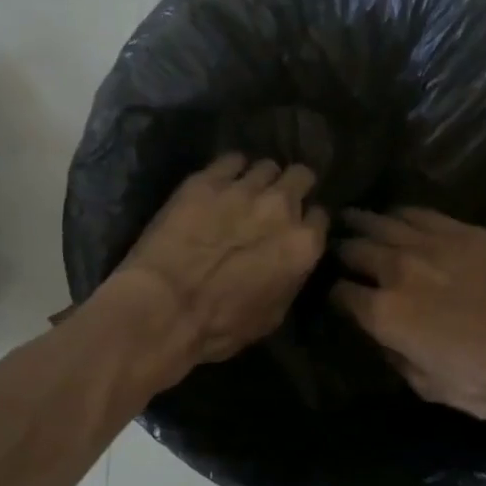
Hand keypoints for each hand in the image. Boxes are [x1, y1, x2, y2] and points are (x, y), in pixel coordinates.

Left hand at [109, 154, 328, 381]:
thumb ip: (290, 278)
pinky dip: (230, 169)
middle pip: (300, 177)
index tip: (293, 229)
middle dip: (292, 187)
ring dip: (260, 178)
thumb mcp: (272, 315)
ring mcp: (244, 188)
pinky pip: (231, 159)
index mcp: (303, 245)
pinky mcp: (206, 180)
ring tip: (245, 191)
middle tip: (275, 202)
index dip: (306, 221)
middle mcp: (282, 207)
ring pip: (266, 166)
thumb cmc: (220, 326)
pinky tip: (220, 182)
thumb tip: (289, 263)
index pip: (320, 216)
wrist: (165, 307)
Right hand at [331, 208, 485, 419]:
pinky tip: (397, 215)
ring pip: (382, 222)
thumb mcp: (430, 388)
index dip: (332, 294)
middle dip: (341, 251)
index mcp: (384, 313)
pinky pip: (420, 213)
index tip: (335, 294)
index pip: (340, 294)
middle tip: (337, 250)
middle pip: (354, 249)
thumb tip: (385, 340)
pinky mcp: (463, 231)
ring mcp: (430, 244)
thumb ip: (398, 360)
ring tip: (352, 219)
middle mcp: (397, 270)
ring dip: (362, 223)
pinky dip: (401, 214)